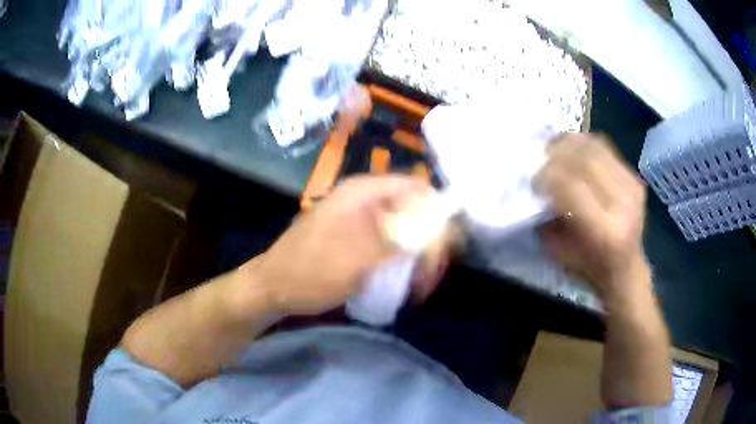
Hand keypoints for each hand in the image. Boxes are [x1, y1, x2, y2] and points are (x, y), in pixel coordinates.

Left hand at [241, 175, 432, 315]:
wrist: (272, 288)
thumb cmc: (311, 272)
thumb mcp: (359, 258)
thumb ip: (402, 240)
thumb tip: (440, 227)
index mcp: (363, 193)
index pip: (415, 188)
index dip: (437, 212)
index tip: (446, 246)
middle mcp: (362, 198)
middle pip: (411, 208)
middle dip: (427, 239)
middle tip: (431, 274)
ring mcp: (356, 217)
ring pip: (400, 226)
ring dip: (414, 252)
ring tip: (418, 282)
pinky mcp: (351, 235)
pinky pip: (385, 240)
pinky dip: (398, 257)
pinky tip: (399, 278)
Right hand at [534, 134, 648, 300]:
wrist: (625, 267)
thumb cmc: (588, 266)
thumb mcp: (559, 251)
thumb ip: (548, 216)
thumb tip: (538, 180)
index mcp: (604, 231)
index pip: (571, 186)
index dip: (547, 176)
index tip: (533, 179)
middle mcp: (623, 205)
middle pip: (585, 161)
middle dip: (556, 155)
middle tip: (541, 159)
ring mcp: (632, 188)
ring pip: (595, 148)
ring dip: (569, 144)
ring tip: (553, 149)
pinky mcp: (634, 178)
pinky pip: (605, 148)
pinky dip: (583, 144)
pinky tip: (571, 149)